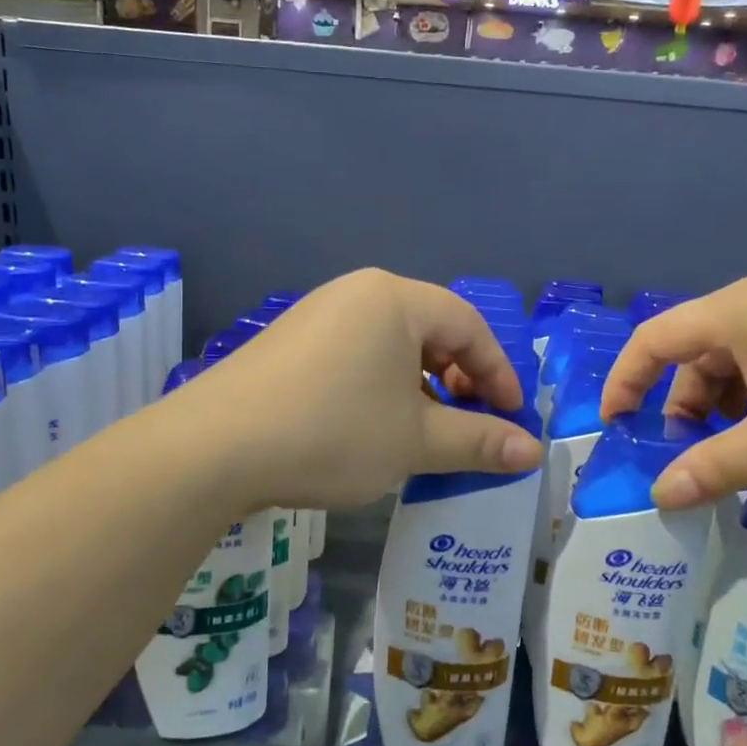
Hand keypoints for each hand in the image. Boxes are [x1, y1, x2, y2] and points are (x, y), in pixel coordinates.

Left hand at [178, 269, 542, 508]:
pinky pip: (354, 355)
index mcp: (394, 299)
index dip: (499, 372)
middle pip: (430, 330)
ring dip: (420, 387)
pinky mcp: (289, 343)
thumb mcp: (415, 441)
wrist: (214, 447)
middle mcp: (356, 293)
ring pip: (390, 345)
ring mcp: (317, 315)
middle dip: (460, 379)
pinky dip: (380, 387)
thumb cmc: (333, 432)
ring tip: (423, 432)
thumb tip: (532, 452)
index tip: (512, 418)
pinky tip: (373, 427)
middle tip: (470, 423)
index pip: (469, 325)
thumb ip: (478, 441)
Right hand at [601, 273, 746, 508]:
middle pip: (698, 354)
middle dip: (687, 408)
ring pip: (743, 361)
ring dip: (733, 408)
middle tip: (701, 458)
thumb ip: (718, 467)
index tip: (615, 426)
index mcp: (735, 313)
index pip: (653, 340)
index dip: (625, 381)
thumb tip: (661, 496)